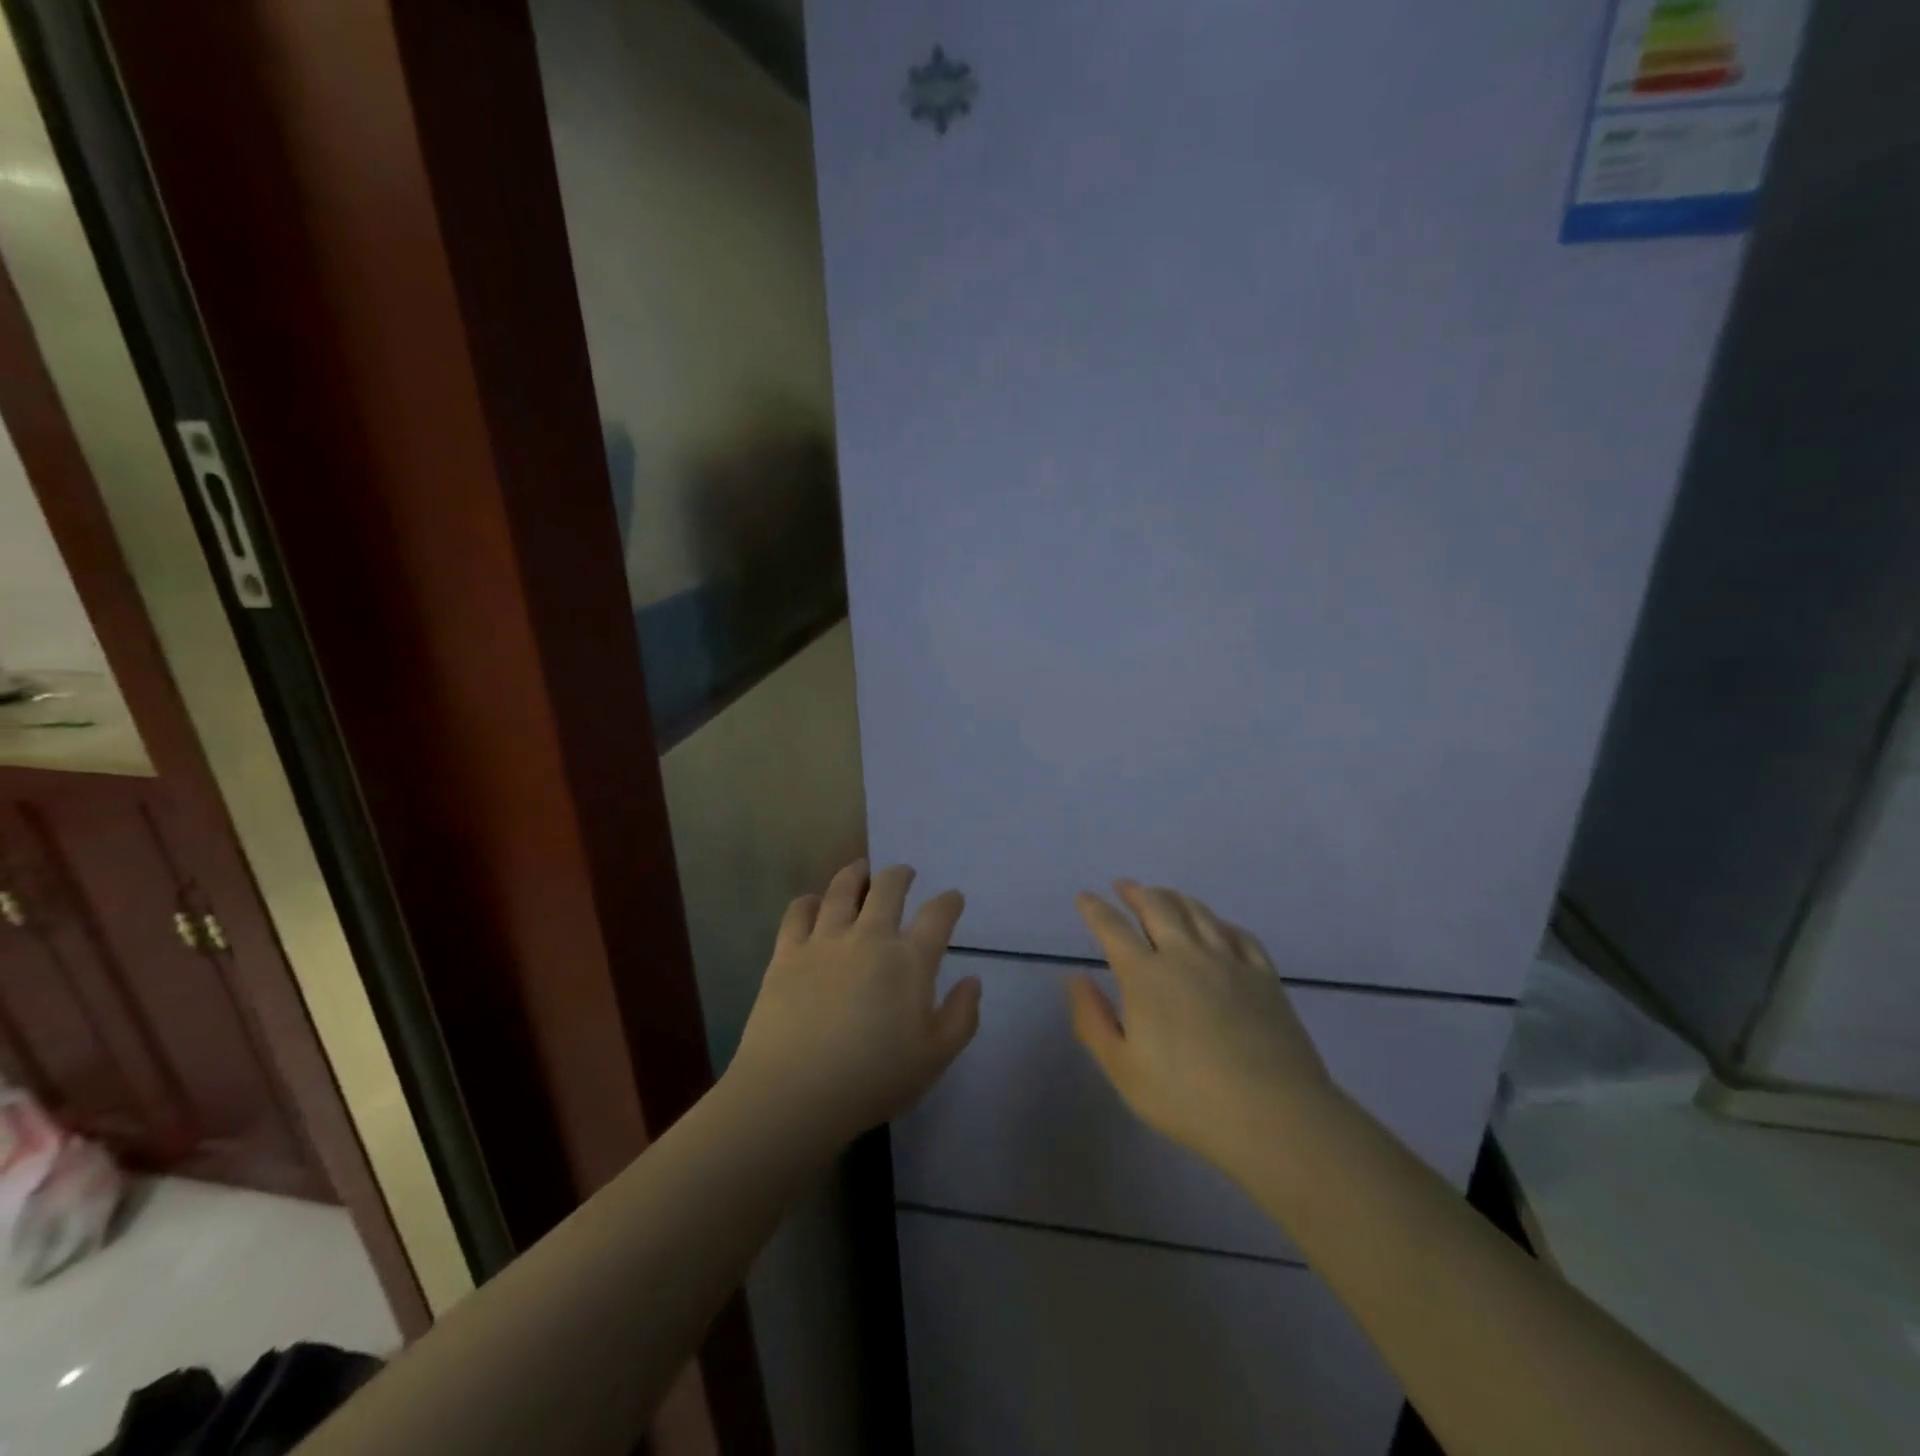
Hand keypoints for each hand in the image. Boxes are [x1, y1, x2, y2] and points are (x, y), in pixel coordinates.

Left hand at [727, 860, 980, 1147]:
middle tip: (904, 874)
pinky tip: (813, 902)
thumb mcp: (935, 1058)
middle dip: (900, 875)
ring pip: (842, 889)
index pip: (938, 915)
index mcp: (910, 961)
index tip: (953, 899)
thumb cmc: (873, 1079)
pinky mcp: (788, 952)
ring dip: (856, 874)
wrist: (794, 1092)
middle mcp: (870, 937)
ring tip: (861, 869)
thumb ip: (961, 1016)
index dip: (949, 902)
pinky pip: (799, 912)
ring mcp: (825, 940)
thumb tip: (973, 980)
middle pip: (888, 887)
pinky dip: (809, 901)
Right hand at [1069, 881, 1332, 1173]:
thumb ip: (1093, 1020)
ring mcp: (1229, 961)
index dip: (1095, 909)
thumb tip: (1076, 978)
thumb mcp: (1123, 1069)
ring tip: (1162, 893)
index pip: (1113, 928)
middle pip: (1157, 907)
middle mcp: (1185, 955)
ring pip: (1198, 912)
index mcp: (1146, 975)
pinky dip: (1220, 922)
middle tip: (1122, 885)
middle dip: (1135, 892)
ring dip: (1174, 897)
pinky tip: (1217, 925)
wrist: (1274, 1115)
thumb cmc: (1187, 1098)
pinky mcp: (1264, 976)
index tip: (1084, 897)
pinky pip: (1239, 934)